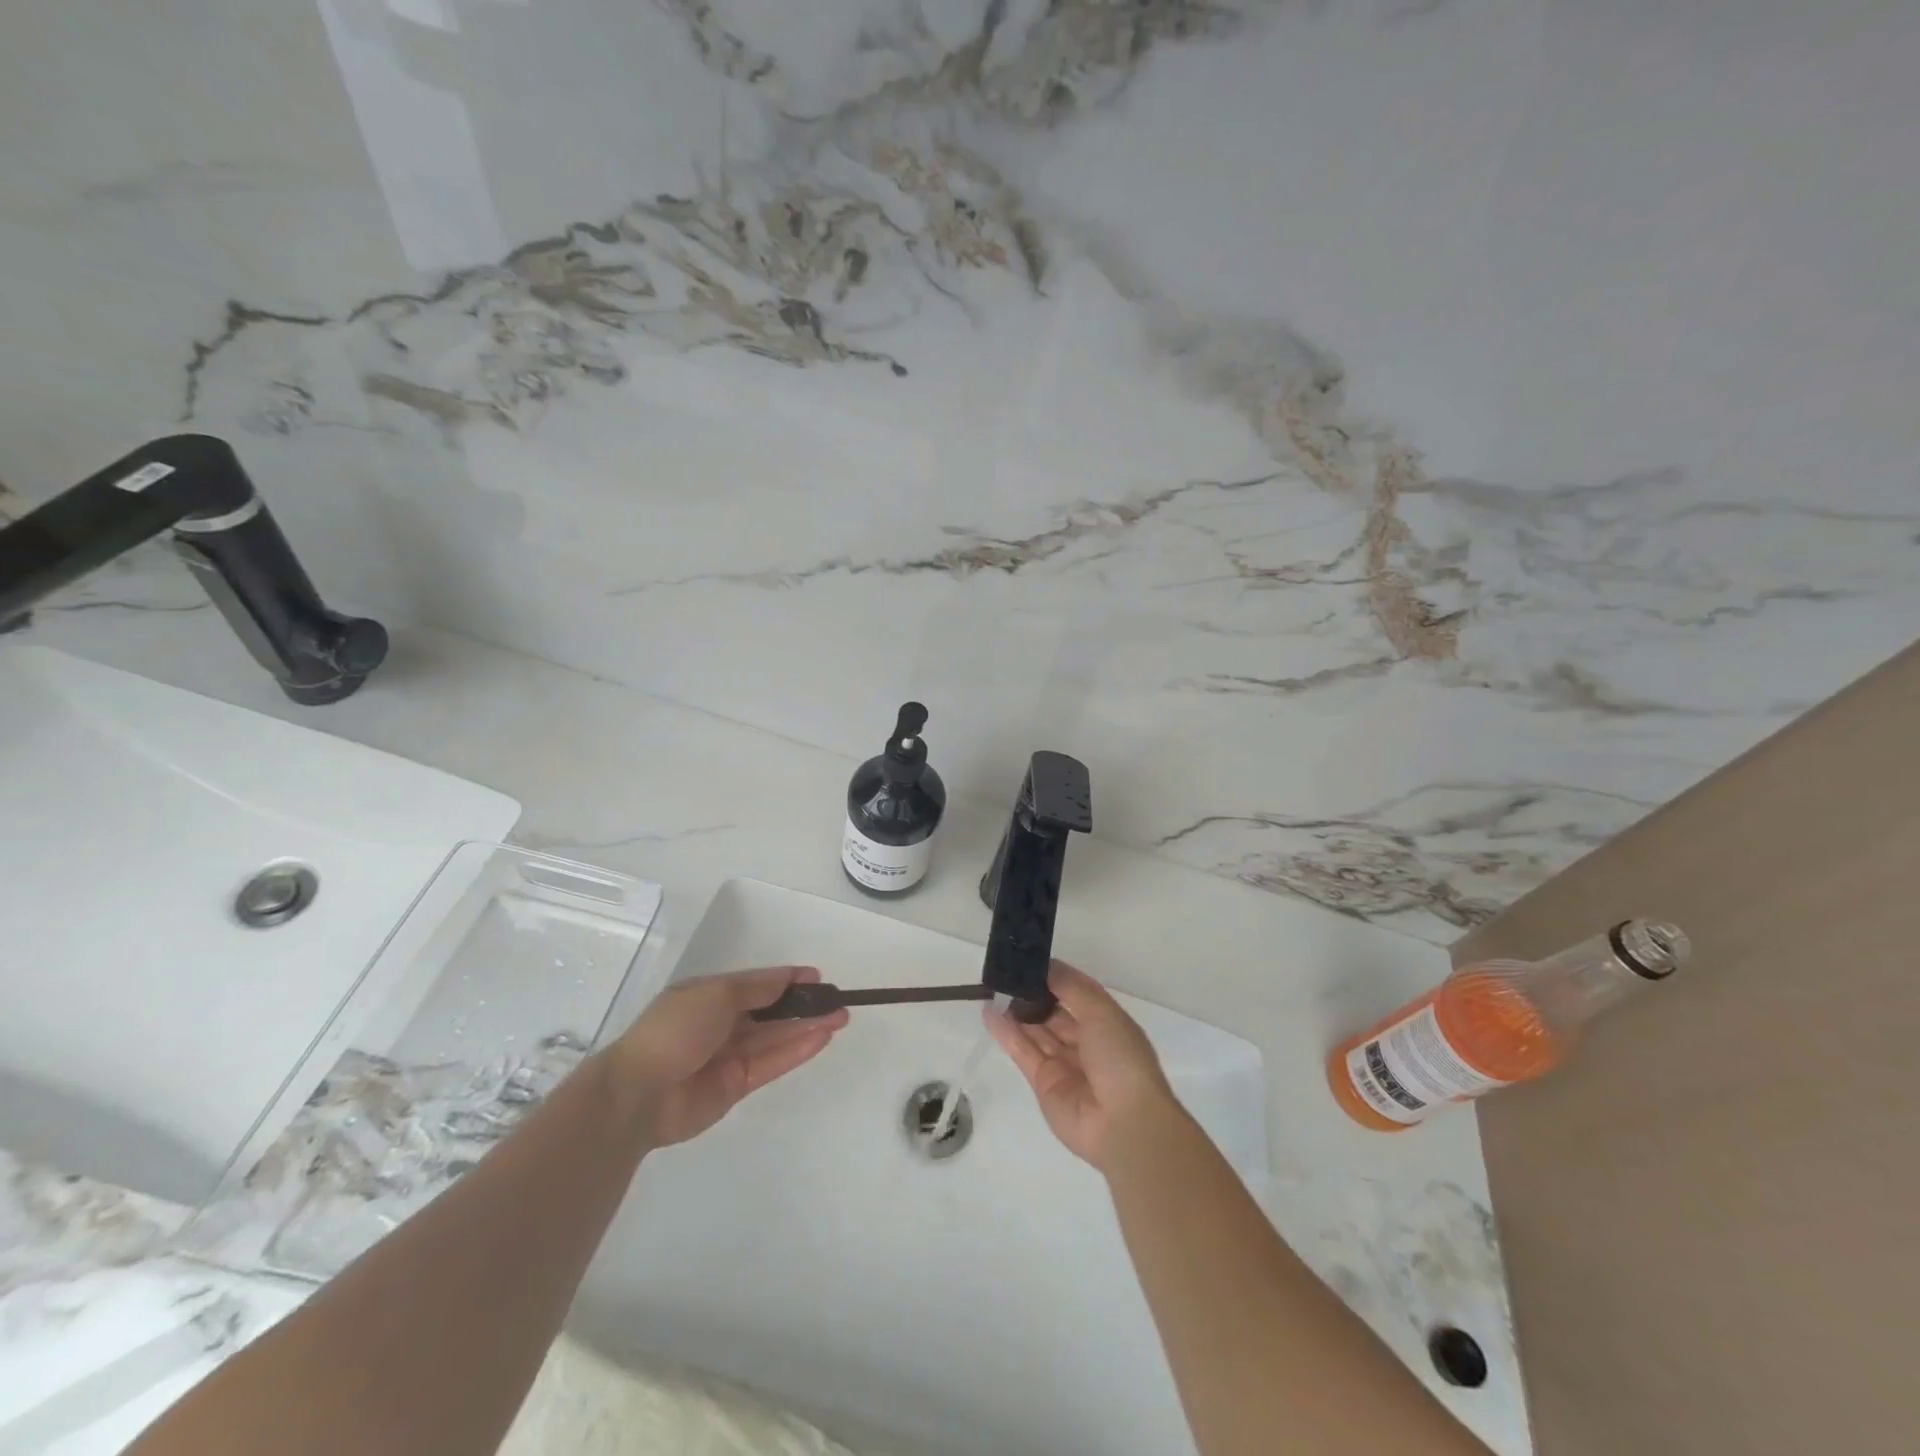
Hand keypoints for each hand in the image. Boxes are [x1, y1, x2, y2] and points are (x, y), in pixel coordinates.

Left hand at [611, 965, 848, 1148]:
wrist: (639, 1094)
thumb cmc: (675, 1030)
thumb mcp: (716, 994)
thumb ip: (757, 988)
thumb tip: (788, 978)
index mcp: (710, 996)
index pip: (758, 984)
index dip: (787, 980)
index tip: (818, 978)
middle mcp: (722, 1024)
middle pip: (771, 1011)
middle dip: (803, 1004)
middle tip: (838, 1000)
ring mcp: (730, 1056)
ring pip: (776, 1037)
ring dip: (807, 1026)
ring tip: (841, 1017)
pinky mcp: (737, 1085)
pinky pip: (772, 1063)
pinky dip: (797, 1050)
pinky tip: (821, 1038)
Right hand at [986, 960, 1179, 1170]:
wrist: (1123, 1123)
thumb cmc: (1120, 1058)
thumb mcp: (1101, 1012)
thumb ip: (1070, 987)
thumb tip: (1046, 966)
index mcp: (1107, 1022)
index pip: (1077, 993)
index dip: (1055, 977)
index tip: (1029, 960)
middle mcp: (1086, 1042)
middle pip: (1054, 1012)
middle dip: (1033, 993)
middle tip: (1005, 973)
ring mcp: (1064, 1064)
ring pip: (1037, 1031)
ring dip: (1017, 1011)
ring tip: (992, 988)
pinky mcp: (1043, 1083)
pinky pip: (1023, 1052)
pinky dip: (1007, 1033)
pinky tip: (990, 1013)